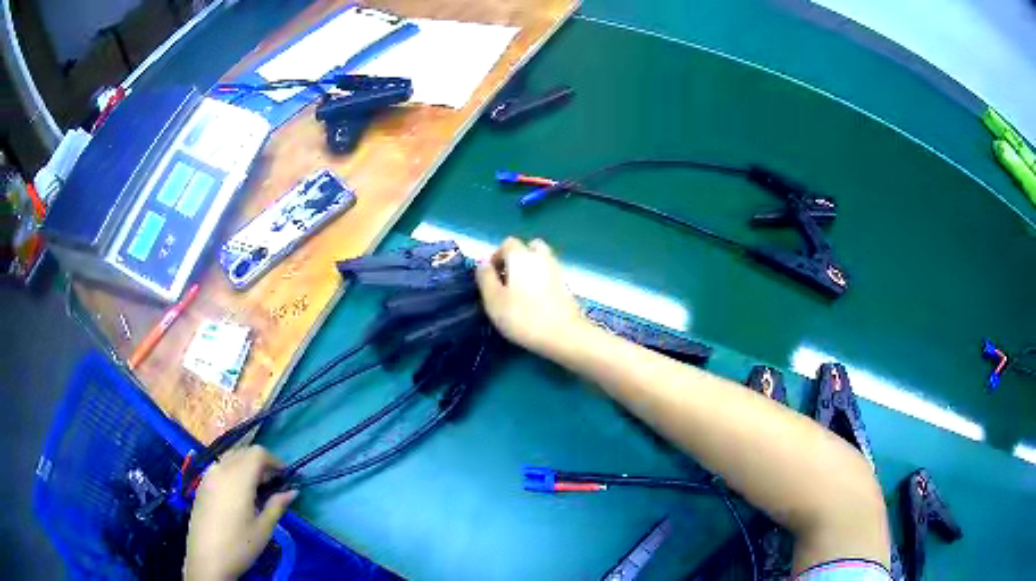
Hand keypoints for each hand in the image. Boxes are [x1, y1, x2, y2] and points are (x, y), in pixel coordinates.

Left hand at [184, 447, 296, 580]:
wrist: (206, 559)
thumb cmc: (239, 545)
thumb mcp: (263, 529)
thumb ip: (277, 506)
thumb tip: (292, 491)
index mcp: (238, 478)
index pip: (258, 453)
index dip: (274, 460)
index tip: (285, 476)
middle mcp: (221, 469)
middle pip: (243, 452)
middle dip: (260, 463)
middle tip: (273, 484)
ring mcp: (208, 476)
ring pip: (230, 458)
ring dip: (246, 465)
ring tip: (256, 489)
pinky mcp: (202, 485)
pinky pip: (220, 468)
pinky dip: (233, 471)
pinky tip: (238, 495)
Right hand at [476, 238, 585, 354]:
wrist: (563, 334)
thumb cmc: (522, 316)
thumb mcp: (493, 300)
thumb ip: (485, 278)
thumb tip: (483, 263)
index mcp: (520, 256)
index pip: (507, 244)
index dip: (496, 257)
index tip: (491, 277)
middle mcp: (540, 256)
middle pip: (529, 247)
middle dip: (517, 258)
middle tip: (508, 280)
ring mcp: (557, 270)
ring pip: (542, 260)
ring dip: (531, 269)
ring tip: (521, 291)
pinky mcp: (566, 286)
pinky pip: (550, 275)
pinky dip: (542, 281)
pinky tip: (536, 301)